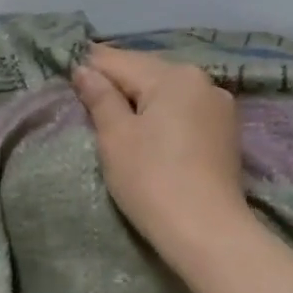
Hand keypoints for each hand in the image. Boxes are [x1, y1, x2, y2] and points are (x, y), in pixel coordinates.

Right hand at [70, 45, 251, 261]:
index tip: (67, 75)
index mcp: (174, 75)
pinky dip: (163, 114)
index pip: (120, 61)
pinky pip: (184, 111)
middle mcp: (202, 81)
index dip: (90, 67)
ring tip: (113, 112)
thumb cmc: (152, 180)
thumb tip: (84, 70)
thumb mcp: (116, 137)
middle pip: (147, 71)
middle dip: (118, 81)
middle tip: (85, 93)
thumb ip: (100, 98)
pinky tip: (148, 127)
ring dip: (141, 97)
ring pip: (168, 91)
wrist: (206, 232)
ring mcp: (219, 107)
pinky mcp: (225, 132)